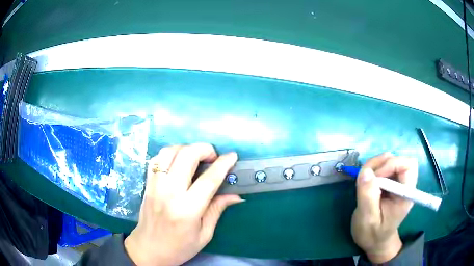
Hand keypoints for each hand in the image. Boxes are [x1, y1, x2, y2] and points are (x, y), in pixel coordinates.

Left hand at [124, 143, 242, 265]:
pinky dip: (170, 154)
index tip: (232, 156)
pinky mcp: (147, 184)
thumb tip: (236, 195)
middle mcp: (169, 192)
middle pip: (186, 156)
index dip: (223, 164)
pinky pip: (157, 159)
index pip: (209, 179)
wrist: (148, 249)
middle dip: (204, 149)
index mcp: (187, 209)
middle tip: (213, 157)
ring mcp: (155, 186)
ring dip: (186, 148)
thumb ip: (217, 210)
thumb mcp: (204, 235)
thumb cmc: (179, 247)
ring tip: (196, 158)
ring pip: (169, 152)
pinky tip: (178, 162)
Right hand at [351, 153, 417, 263]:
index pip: (408, 166)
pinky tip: (366, 181)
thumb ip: (368, 197)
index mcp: (405, 194)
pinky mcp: (389, 182)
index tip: (376, 178)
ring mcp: (396, 182)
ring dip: (375, 165)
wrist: (374, 241)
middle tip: (367, 176)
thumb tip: (365, 172)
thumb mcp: (368, 219)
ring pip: (389, 160)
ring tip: (364, 179)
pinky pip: (382, 166)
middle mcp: (404, 184)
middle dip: (382, 163)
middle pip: (399, 159)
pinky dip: (372, 168)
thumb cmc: (373, 234)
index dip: (392, 165)